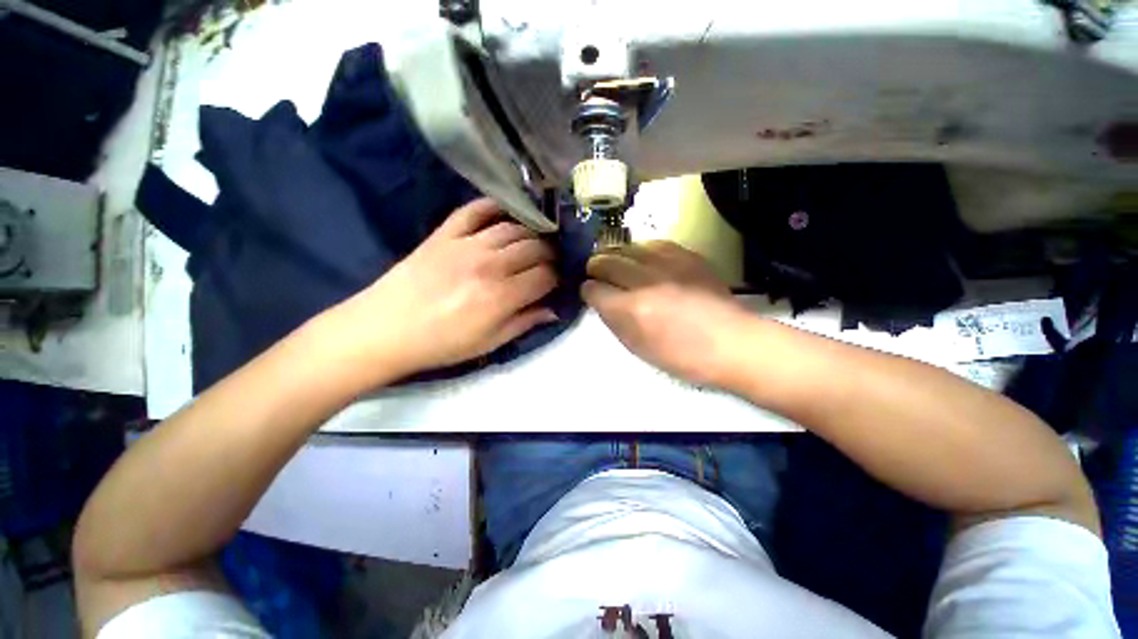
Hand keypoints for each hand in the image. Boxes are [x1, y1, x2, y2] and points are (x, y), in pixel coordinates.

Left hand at [323, 198, 557, 384]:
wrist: (384, 329)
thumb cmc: (441, 343)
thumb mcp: (489, 343)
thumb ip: (524, 323)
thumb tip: (554, 310)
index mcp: (502, 295)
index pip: (546, 276)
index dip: (557, 278)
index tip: (556, 282)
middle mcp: (490, 264)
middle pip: (536, 248)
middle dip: (550, 255)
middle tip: (549, 263)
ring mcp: (467, 243)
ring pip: (514, 228)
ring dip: (531, 234)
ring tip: (533, 243)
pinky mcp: (445, 233)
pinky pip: (476, 210)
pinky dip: (495, 206)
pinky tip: (507, 212)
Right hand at [582, 241, 750, 385]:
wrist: (732, 343)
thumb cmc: (682, 356)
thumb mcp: (638, 348)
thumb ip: (614, 321)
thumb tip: (602, 300)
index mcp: (630, 310)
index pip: (594, 289)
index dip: (588, 290)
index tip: (590, 292)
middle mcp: (644, 281)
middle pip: (606, 262)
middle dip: (595, 267)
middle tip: (595, 272)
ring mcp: (667, 265)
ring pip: (627, 248)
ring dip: (615, 255)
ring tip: (615, 262)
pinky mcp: (686, 256)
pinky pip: (654, 244)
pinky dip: (641, 251)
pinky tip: (642, 258)